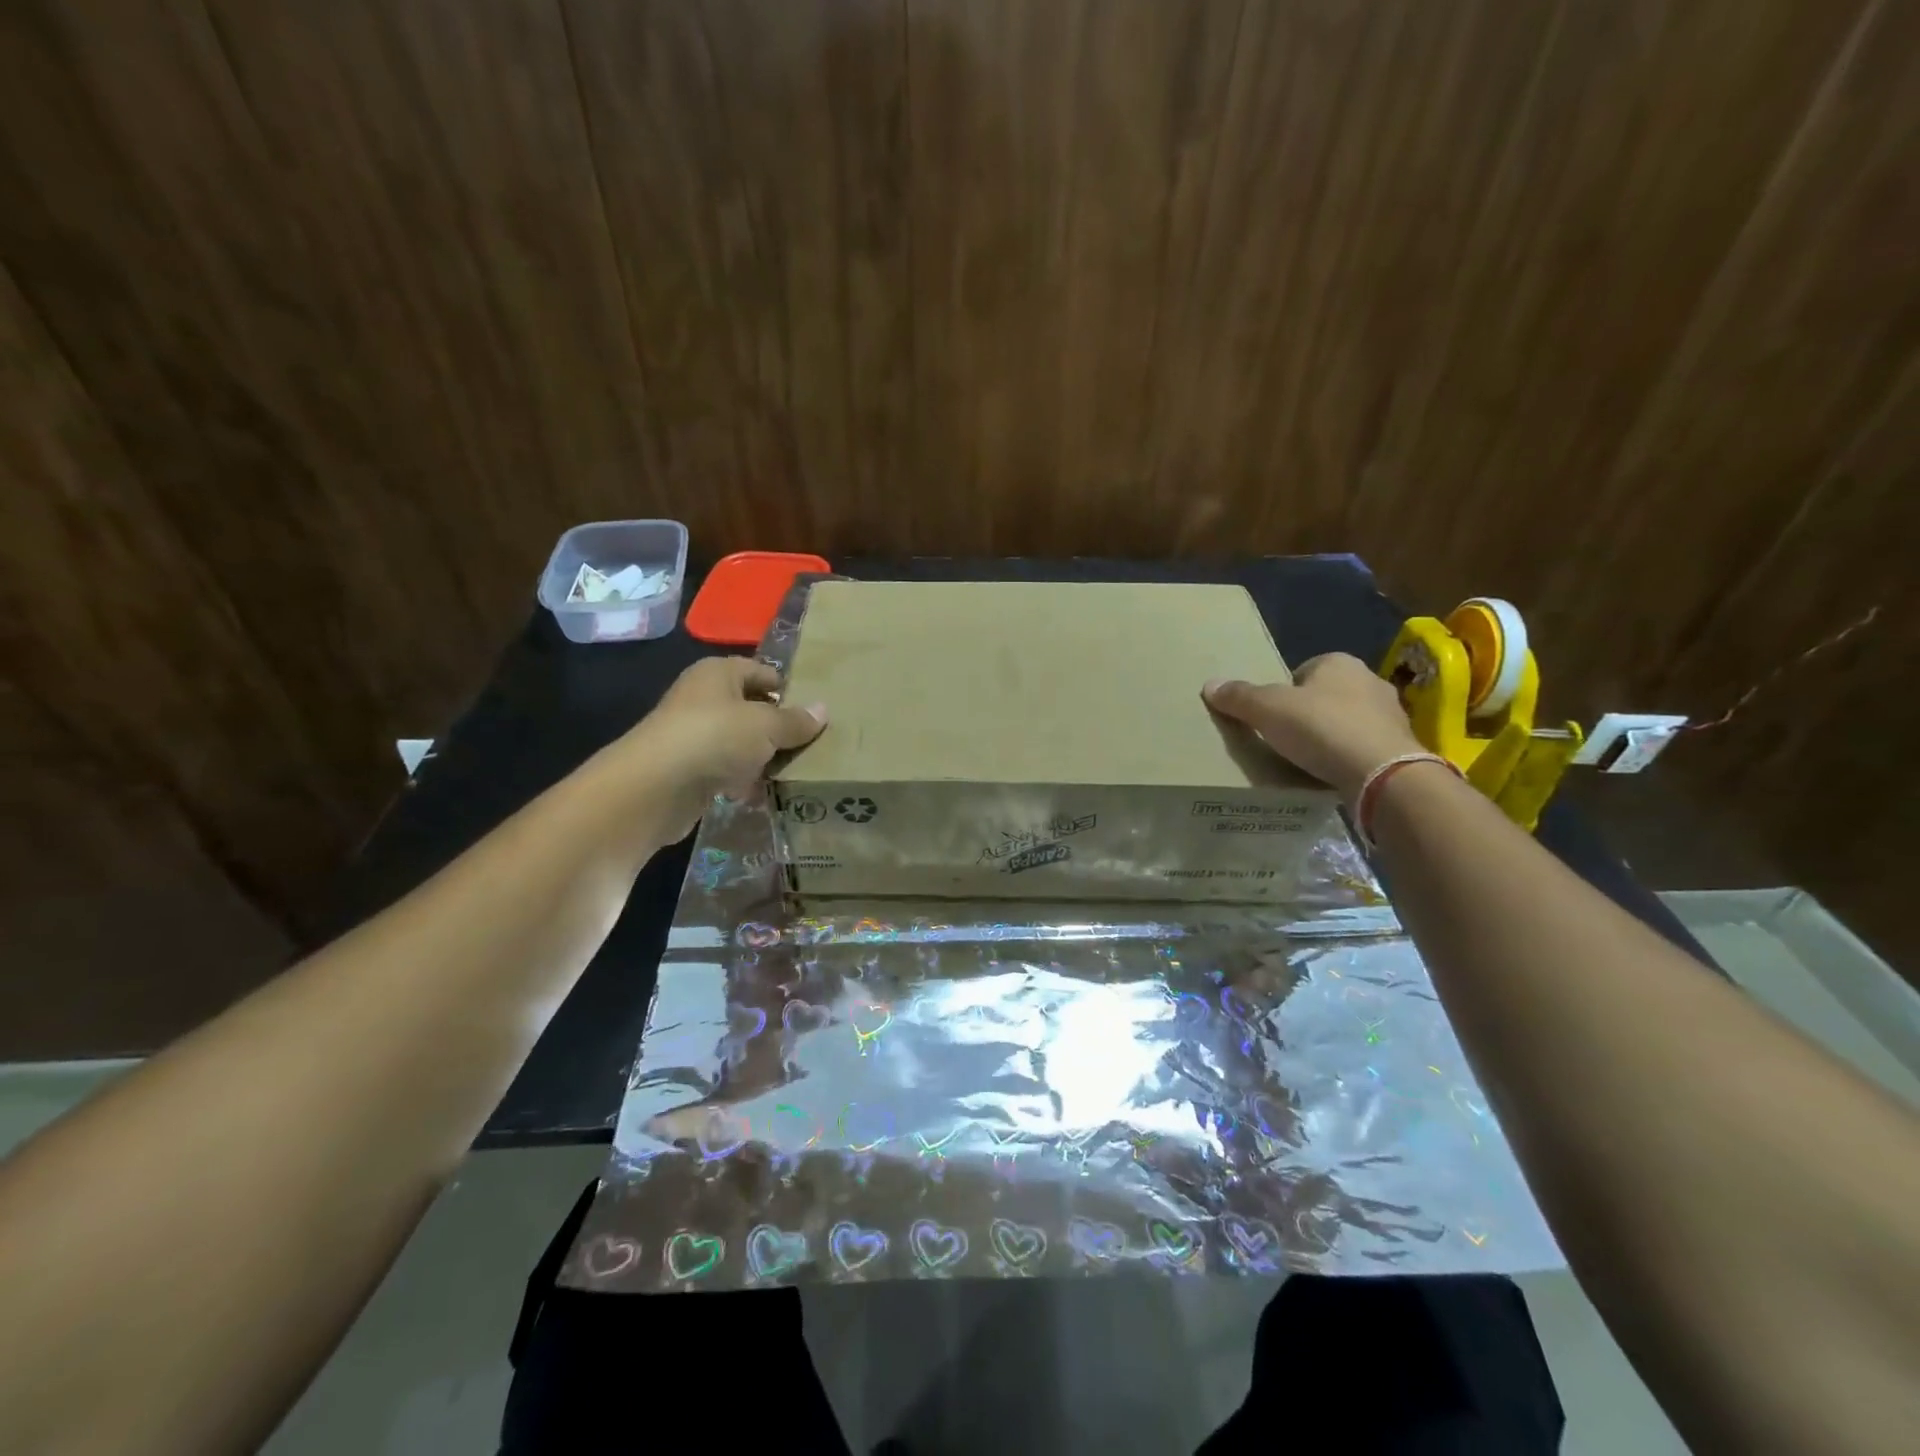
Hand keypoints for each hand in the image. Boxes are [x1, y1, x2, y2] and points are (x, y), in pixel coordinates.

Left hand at [614, 657, 826, 838]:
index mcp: (718, 673)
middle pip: (752, 709)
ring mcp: (694, 736)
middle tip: (815, 744)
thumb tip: (823, 711)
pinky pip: (728, 771)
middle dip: (780, 727)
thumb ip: (795, 720)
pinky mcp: (690, 771)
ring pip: (741, 743)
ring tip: (799, 771)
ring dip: (765, 758)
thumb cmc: (714, 738)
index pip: (762, 672)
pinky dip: (745, 781)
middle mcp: (703, 699)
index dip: (789, 689)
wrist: (655, 787)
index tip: (817, 713)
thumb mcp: (766, 725)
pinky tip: (767, 794)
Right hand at [1202, 653, 1423, 801]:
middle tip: (1285, 738)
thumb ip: (1239, 697)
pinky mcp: (1400, 747)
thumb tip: (1209, 685)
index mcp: (1339, 663)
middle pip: (1326, 695)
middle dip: (1309, 713)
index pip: (1303, 671)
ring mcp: (1391, 715)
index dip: (1284, 692)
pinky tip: (1332, 773)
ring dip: (1331, 736)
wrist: (1381, 772)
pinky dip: (1349, 757)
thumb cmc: (1321, 727)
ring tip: (1308, 759)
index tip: (1271, 717)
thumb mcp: (1267, 710)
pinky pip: (1364, 747)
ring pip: (1348, 721)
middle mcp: (1370, 681)